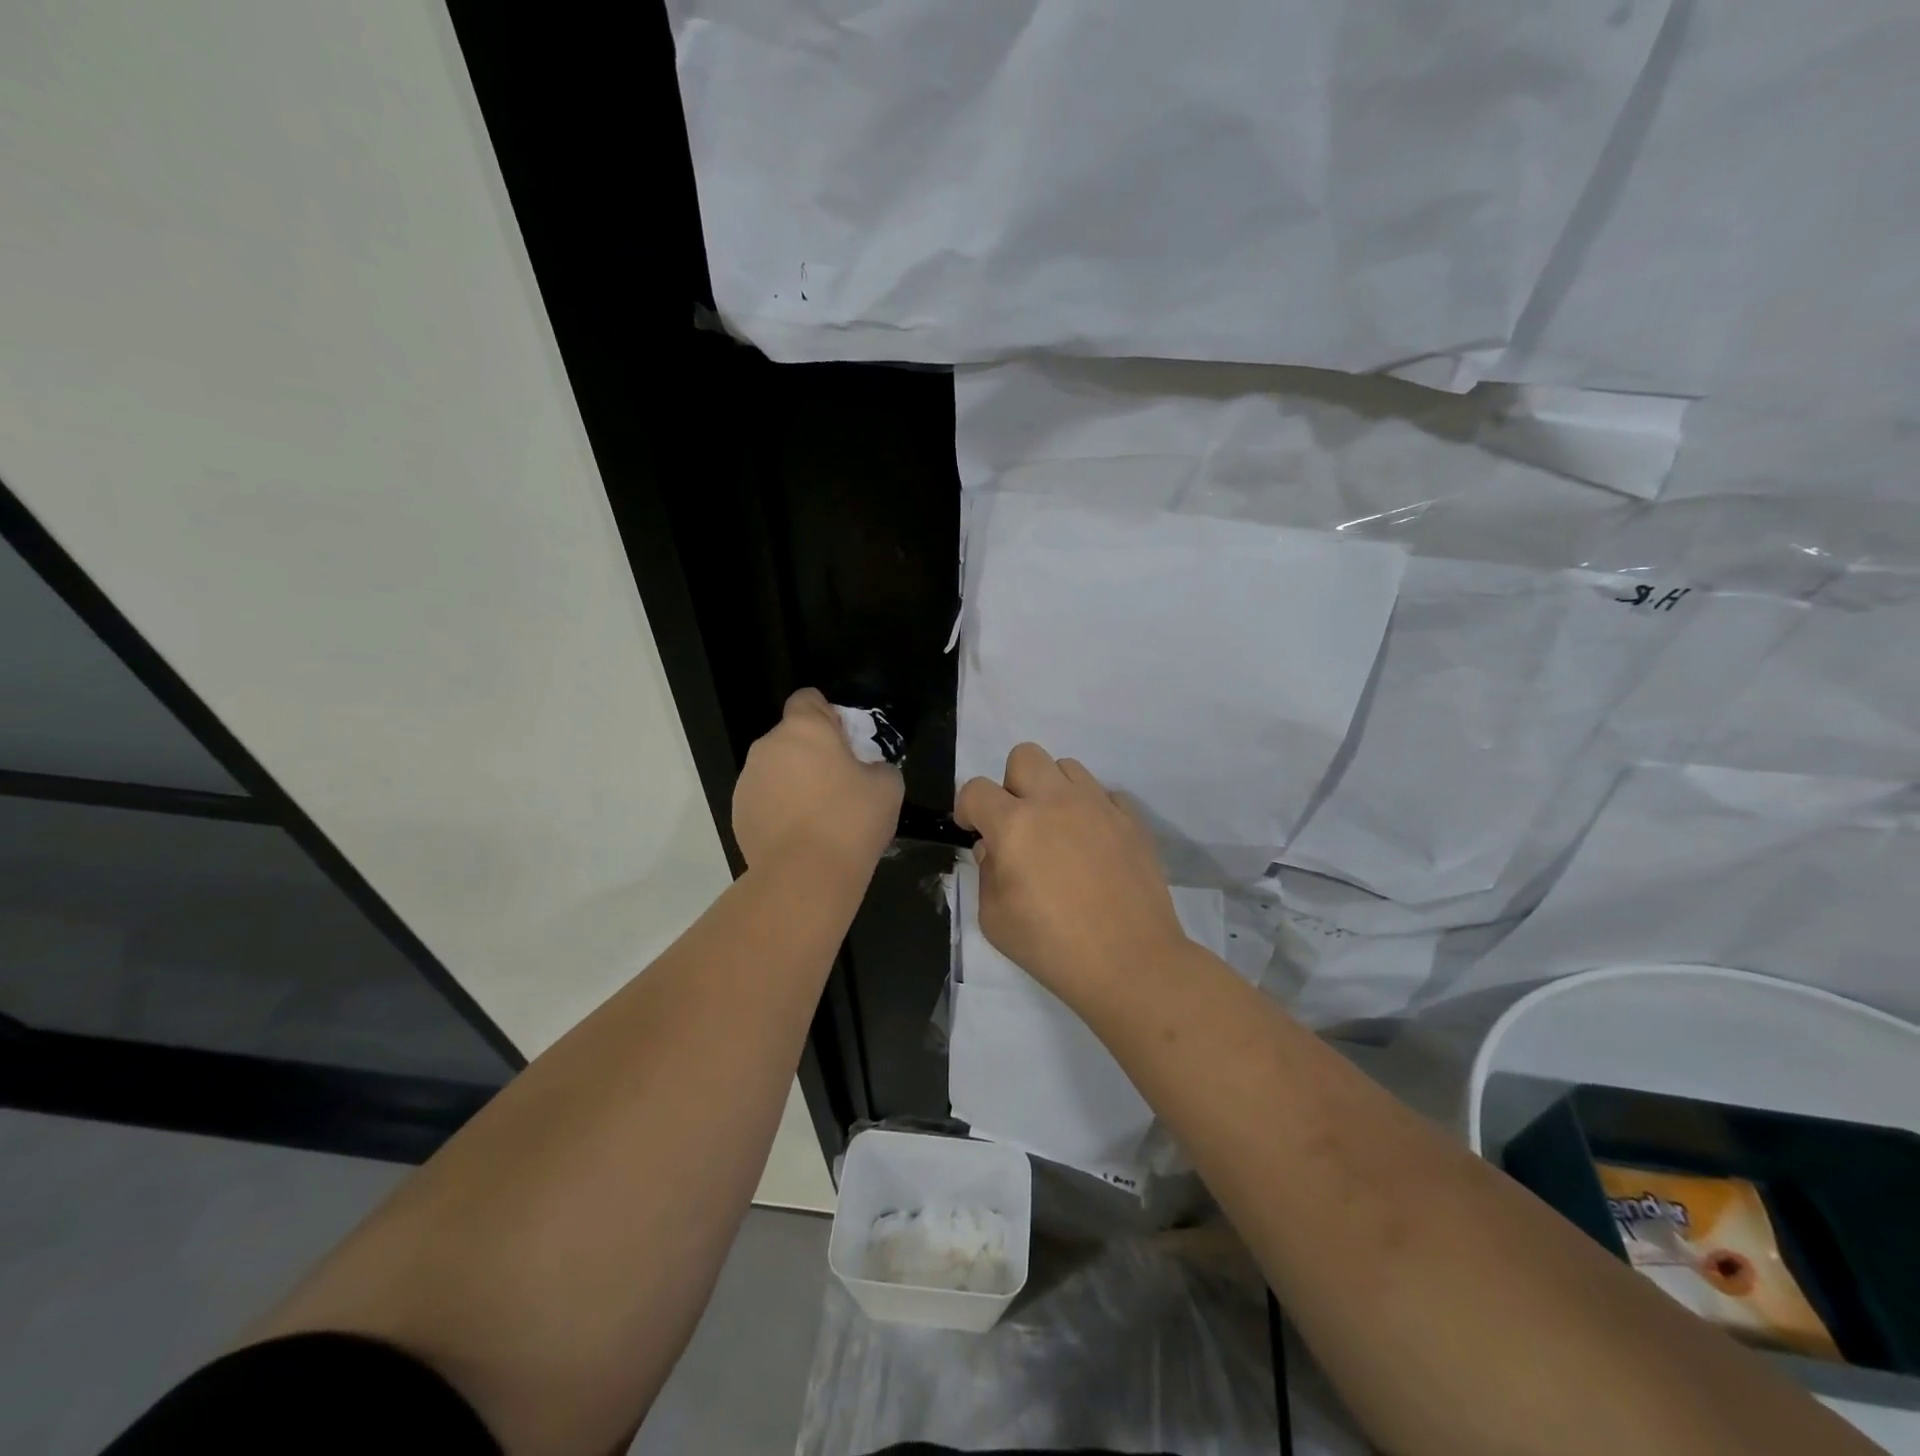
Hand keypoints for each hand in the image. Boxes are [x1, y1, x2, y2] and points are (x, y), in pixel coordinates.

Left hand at [733, 689, 903, 873]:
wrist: (805, 876)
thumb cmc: (851, 820)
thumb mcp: (888, 786)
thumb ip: (877, 766)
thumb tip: (867, 771)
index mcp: (804, 729)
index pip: (807, 699)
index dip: (827, 714)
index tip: (844, 740)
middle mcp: (768, 747)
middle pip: (791, 737)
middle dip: (811, 752)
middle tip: (838, 783)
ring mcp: (748, 780)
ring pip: (775, 769)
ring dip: (794, 781)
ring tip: (818, 815)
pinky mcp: (738, 813)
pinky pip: (764, 799)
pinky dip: (779, 808)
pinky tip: (800, 835)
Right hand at [956, 743, 1186, 1003]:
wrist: (1130, 962)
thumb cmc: (1052, 947)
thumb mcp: (995, 919)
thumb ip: (986, 872)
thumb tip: (993, 847)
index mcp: (1015, 825)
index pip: (976, 790)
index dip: (967, 808)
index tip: (973, 829)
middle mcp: (1055, 802)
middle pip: (1025, 756)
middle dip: (1012, 784)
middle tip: (1018, 823)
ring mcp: (1099, 806)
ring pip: (1068, 767)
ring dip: (1053, 791)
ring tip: (1058, 829)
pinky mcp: (1131, 820)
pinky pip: (1105, 794)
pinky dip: (1092, 810)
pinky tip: (1093, 844)